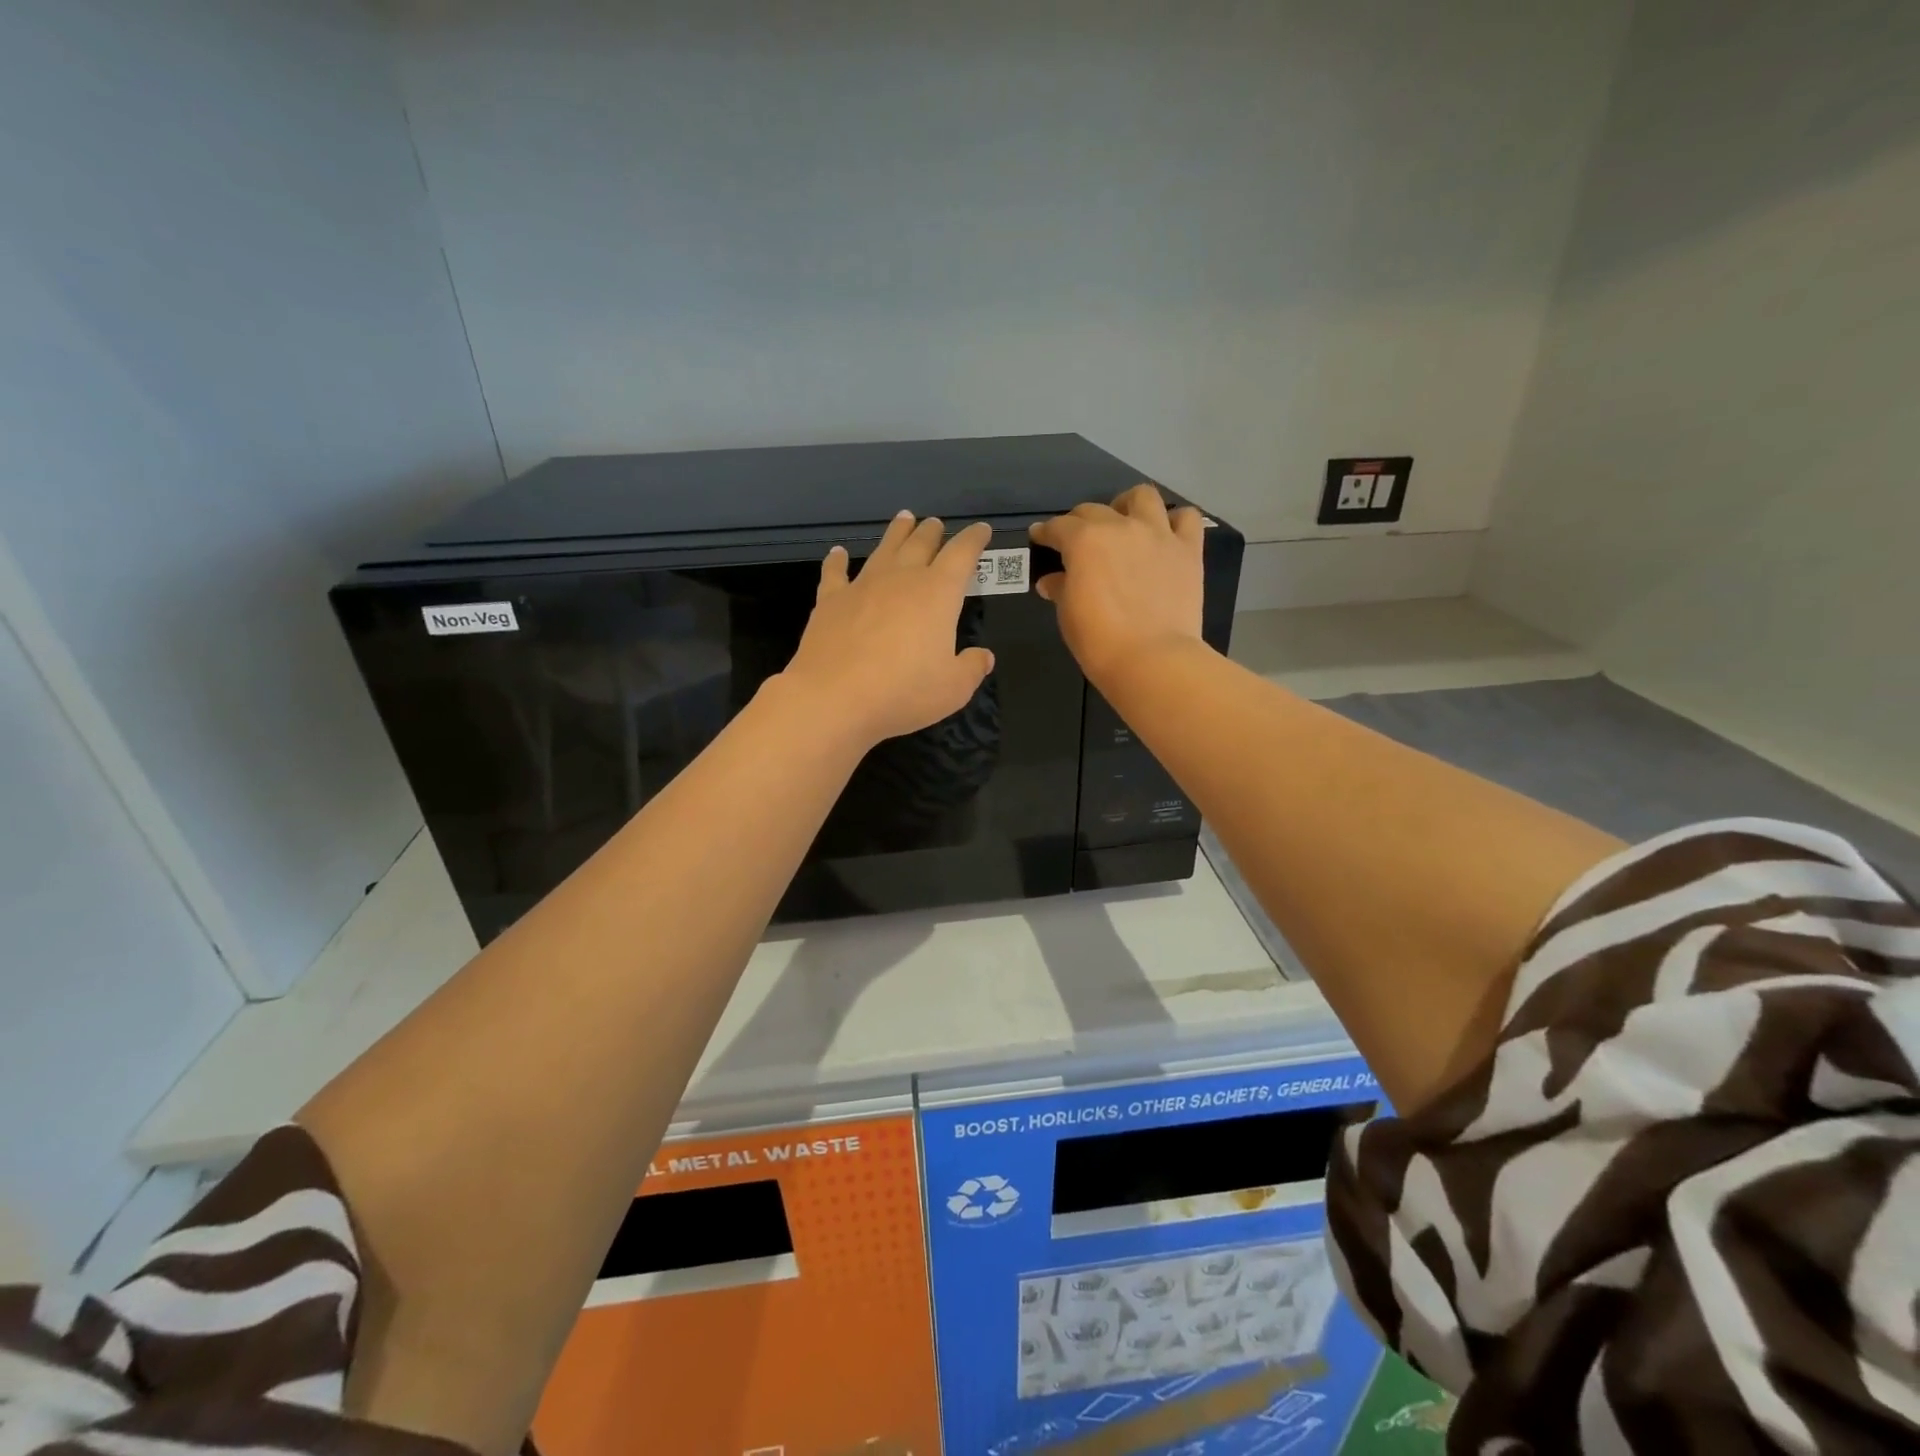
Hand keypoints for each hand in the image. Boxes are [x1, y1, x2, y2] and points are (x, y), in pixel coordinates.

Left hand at [780, 512, 995, 745]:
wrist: (834, 698)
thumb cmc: (903, 692)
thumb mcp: (953, 689)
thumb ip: (972, 668)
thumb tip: (983, 656)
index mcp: (938, 593)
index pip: (962, 555)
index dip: (974, 540)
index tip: (981, 530)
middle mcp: (901, 579)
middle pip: (920, 544)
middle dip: (932, 532)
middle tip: (936, 524)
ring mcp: (862, 586)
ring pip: (884, 549)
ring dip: (896, 533)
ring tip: (904, 519)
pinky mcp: (830, 601)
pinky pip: (835, 573)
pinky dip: (838, 561)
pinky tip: (838, 553)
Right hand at [1029, 483, 1206, 688]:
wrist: (1152, 659)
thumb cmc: (1099, 641)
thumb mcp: (1069, 615)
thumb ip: (1061, 589)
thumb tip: (1052, 581)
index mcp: (1084, 541)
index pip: (1058, 527)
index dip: (1046, 532)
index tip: (1040, 537)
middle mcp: (1120, 527)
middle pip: (1094, 510)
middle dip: (1080, 522)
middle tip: (1078, 542)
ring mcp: (1158, 534)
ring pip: (1142, 497)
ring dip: (1128, 506)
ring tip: (1124, 524)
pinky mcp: (1188, 550)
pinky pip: (1186, 518)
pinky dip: (1174, 522)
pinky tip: (1165, 537)